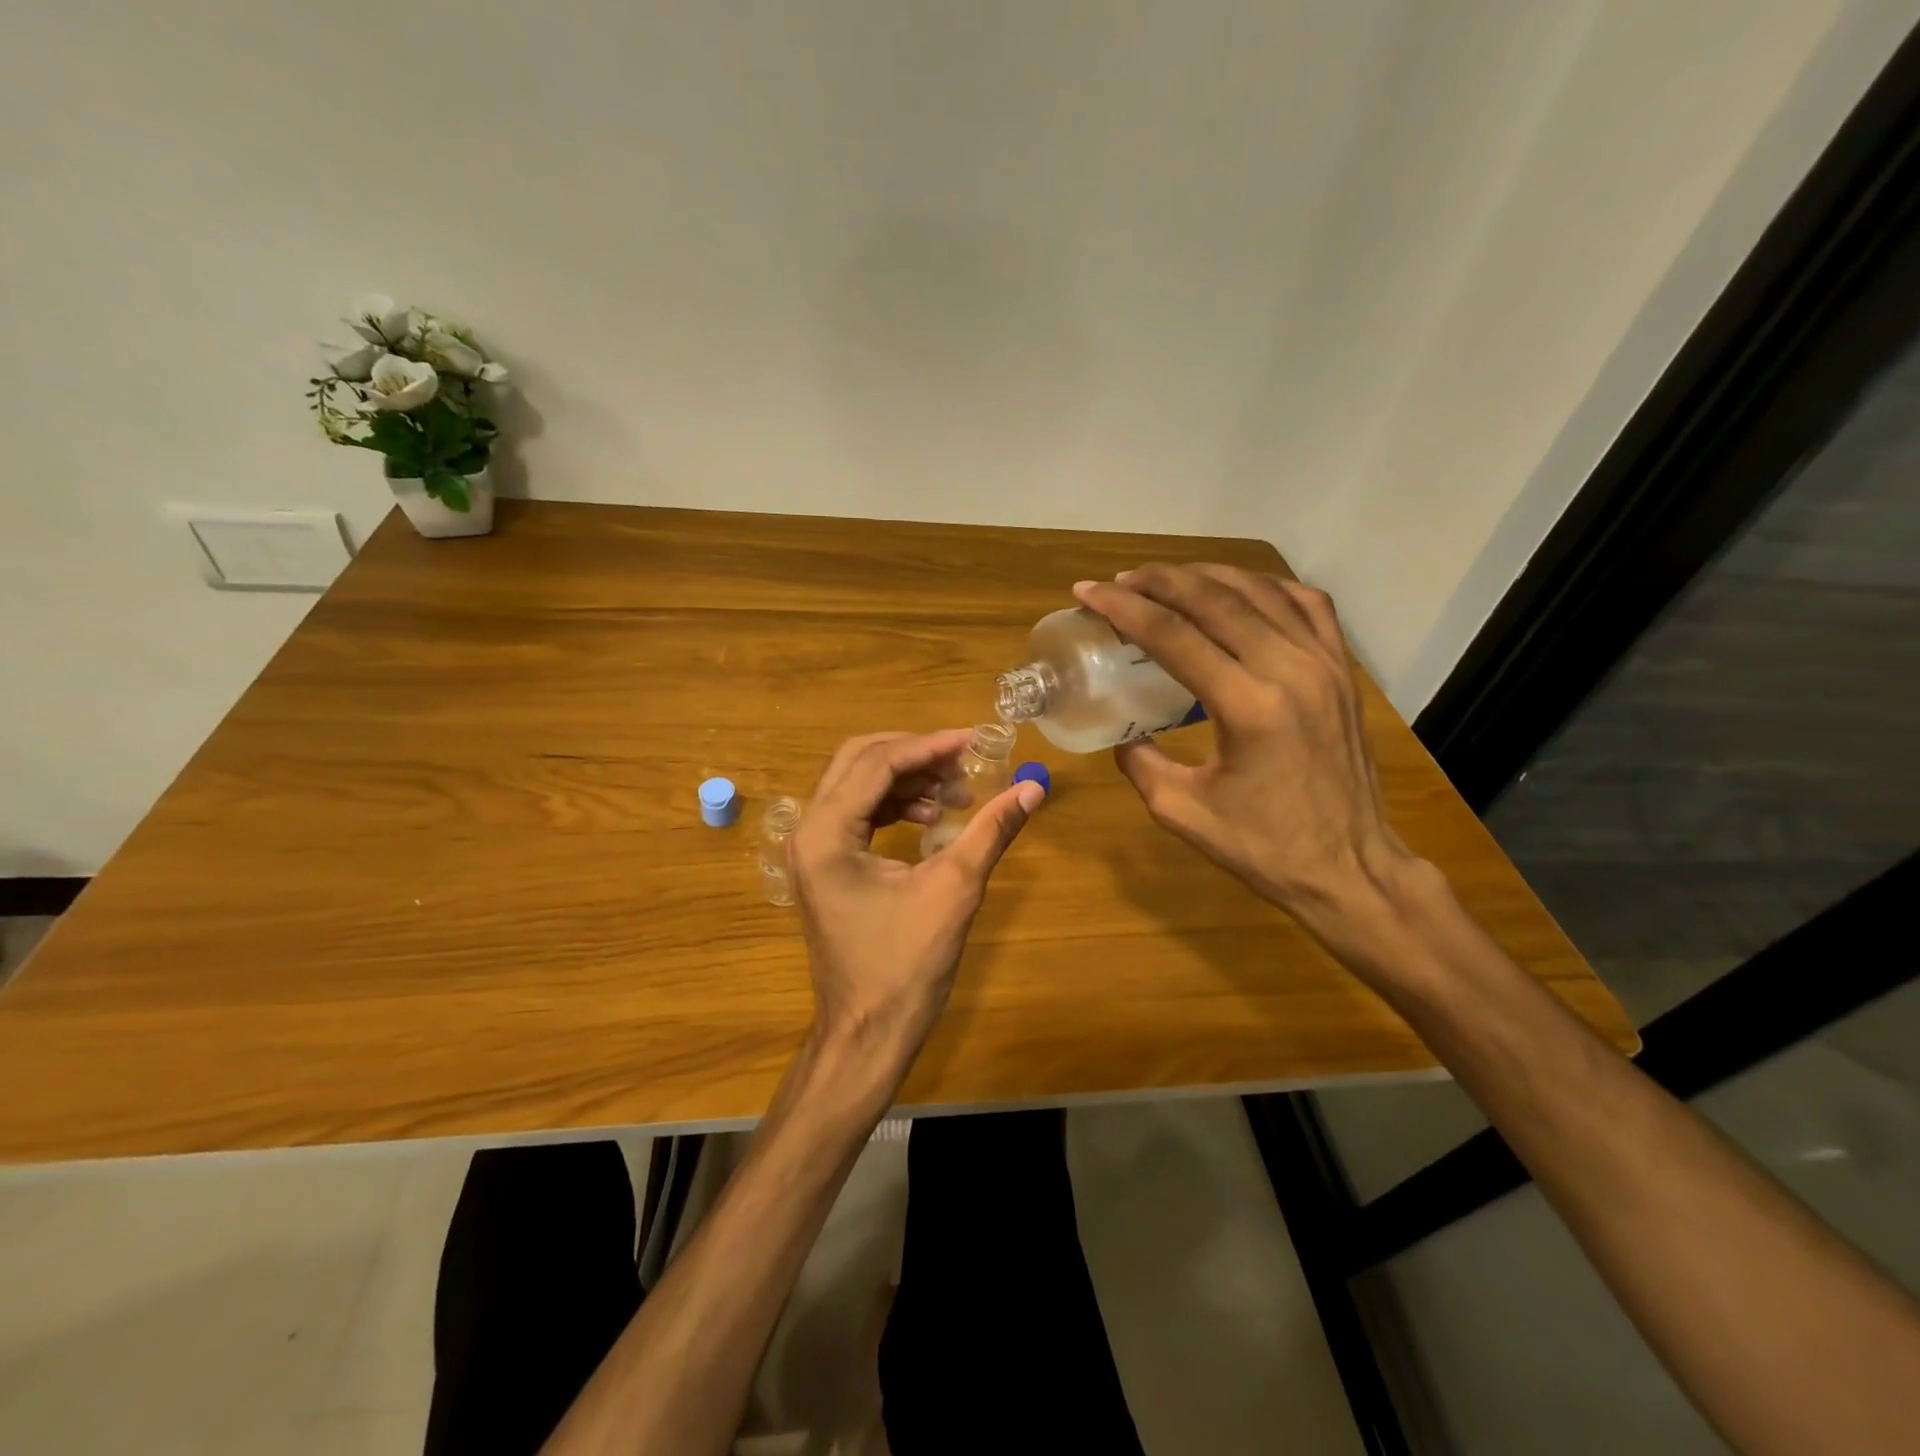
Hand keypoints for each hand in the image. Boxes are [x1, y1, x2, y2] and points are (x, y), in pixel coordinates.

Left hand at [791, 730, 1044, 1079]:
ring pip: (858, 785)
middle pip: (859, 762)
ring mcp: (812, 850)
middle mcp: (809, 831)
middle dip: (915, 756)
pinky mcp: (825, 866)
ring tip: (956, 797)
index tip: (974, 741)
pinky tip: (932, 820)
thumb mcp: (954, 890)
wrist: (867, 1034)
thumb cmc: (905, 967)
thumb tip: (1034, 787)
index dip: (929, 746)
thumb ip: (991, 830)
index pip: (877, 763)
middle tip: (963, 763)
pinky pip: (858, 814)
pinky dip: (895, 806)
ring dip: (907, 781)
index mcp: (827, 834)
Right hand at [1073, 565, 1413, 932]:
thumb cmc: (1264, 848)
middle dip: (1158, 581)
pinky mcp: (1343, 670)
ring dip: (1206, 576)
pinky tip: (1239, 590)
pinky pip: (1307, 604)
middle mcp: (1289, 671)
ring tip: (1167, 579)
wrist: (1350, 868)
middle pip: (1214, 599)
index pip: (1173, 636)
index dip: (1123, 608)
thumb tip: (1125, 731)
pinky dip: (1266, 586)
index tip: (1087, 592)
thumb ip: (1140, 762)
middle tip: (1121, 581)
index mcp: (1247, 708)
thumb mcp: (1181, 811)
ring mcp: (1325, 664)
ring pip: (1260, 591)